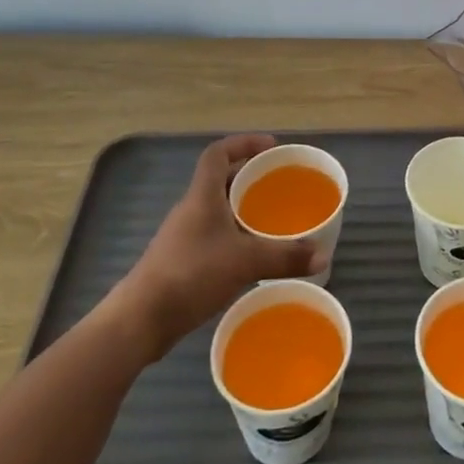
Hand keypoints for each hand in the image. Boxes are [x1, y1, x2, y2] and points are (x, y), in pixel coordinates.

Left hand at [111, 134, 321, 356]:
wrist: (140, 320)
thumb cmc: (191, 274)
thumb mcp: (245, 262)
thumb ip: (285, 257)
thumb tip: (323, 255)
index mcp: (203, 196)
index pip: (219, 153)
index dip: (244, 143)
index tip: (271, 147)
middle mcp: (191, 209)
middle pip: (221, 180)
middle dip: (251, 178)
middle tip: (281, 185)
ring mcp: (184, 236)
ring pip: (218, 210)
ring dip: (243, 209)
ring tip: (273, 219)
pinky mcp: (181, 261)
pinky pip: (214, 236)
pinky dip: (235, 237)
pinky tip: (253, 255)